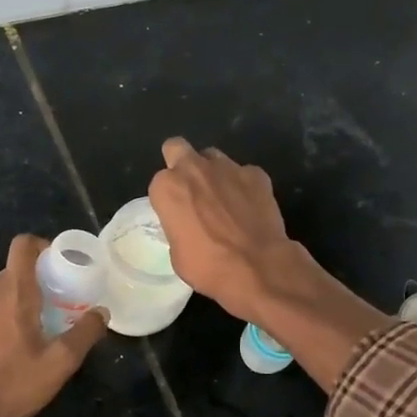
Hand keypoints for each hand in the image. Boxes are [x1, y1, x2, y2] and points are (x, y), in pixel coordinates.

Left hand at [0, 235, 107, 416]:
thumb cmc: (13, 386)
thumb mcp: (60, 363)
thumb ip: (85, 334)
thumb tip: (101, 312)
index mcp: (13, 293)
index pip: (23, 246)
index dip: (44, 245)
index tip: (64, 264)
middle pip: (16, 269)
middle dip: (42, 277)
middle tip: (65, 300)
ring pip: (3, 291)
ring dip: (25, 298)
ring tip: (47, 324)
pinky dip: (8, 314)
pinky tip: (20, 344)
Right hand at [149, 137, 297, 323]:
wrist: (256, 267)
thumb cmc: (207, 266)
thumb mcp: (177, 252)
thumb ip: (177, 225)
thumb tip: (188, 223)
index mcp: (167, 187)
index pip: (160, 182)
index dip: (168, 197)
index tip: (176, 213)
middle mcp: (193, 168)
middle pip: (178, 149)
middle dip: (181, 163)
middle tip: (191, 189)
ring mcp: (227, 167)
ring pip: (213, 157)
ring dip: (213, 173)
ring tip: (223, 199)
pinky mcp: (256, 174)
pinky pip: (243, 173)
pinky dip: (243, 186)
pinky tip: (249, 207)